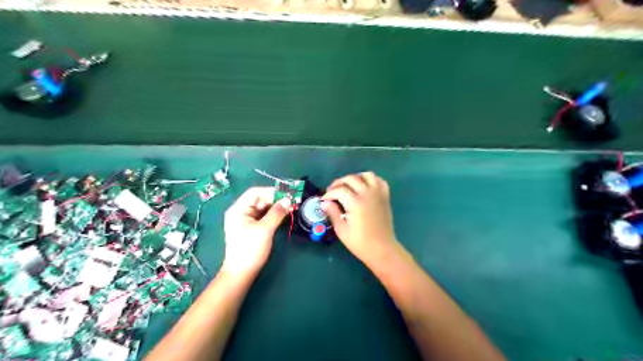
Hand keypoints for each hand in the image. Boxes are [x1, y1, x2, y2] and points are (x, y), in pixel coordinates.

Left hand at [223, 187, 289, 273]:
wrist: (242, 273)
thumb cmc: (250, 249)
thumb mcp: (265, 229)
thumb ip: (277, 213)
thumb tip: (288, 200)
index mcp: (238, 209)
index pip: (255, 192)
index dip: (271, 191)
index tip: (287, 194)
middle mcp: (241, 212)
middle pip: (259, 199)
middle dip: (275, 200)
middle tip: (292, 202)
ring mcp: (246, 220)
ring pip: (263, 208)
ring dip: (276, 207)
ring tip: (290, 208)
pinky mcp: (251, 228)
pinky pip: (263, 216)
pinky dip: (273, 215)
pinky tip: (284, 215)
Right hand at [321, 172, 397, 264]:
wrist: (382, 249)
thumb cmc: (360, 242)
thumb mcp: (342, 230)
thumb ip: (333, 213)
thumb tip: (324, 203)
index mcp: (355, 202)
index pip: (339, 190)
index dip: (329, 194)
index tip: (323, 200)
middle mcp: (367, 193)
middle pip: (351, 179)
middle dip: (338, 183)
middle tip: (332, 192)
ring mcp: (378, 194)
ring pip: (366, 175)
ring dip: (355, 178)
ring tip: (348, 186)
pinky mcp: (385, 196)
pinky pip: (379, 181)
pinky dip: (371, 180)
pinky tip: (364, 186)